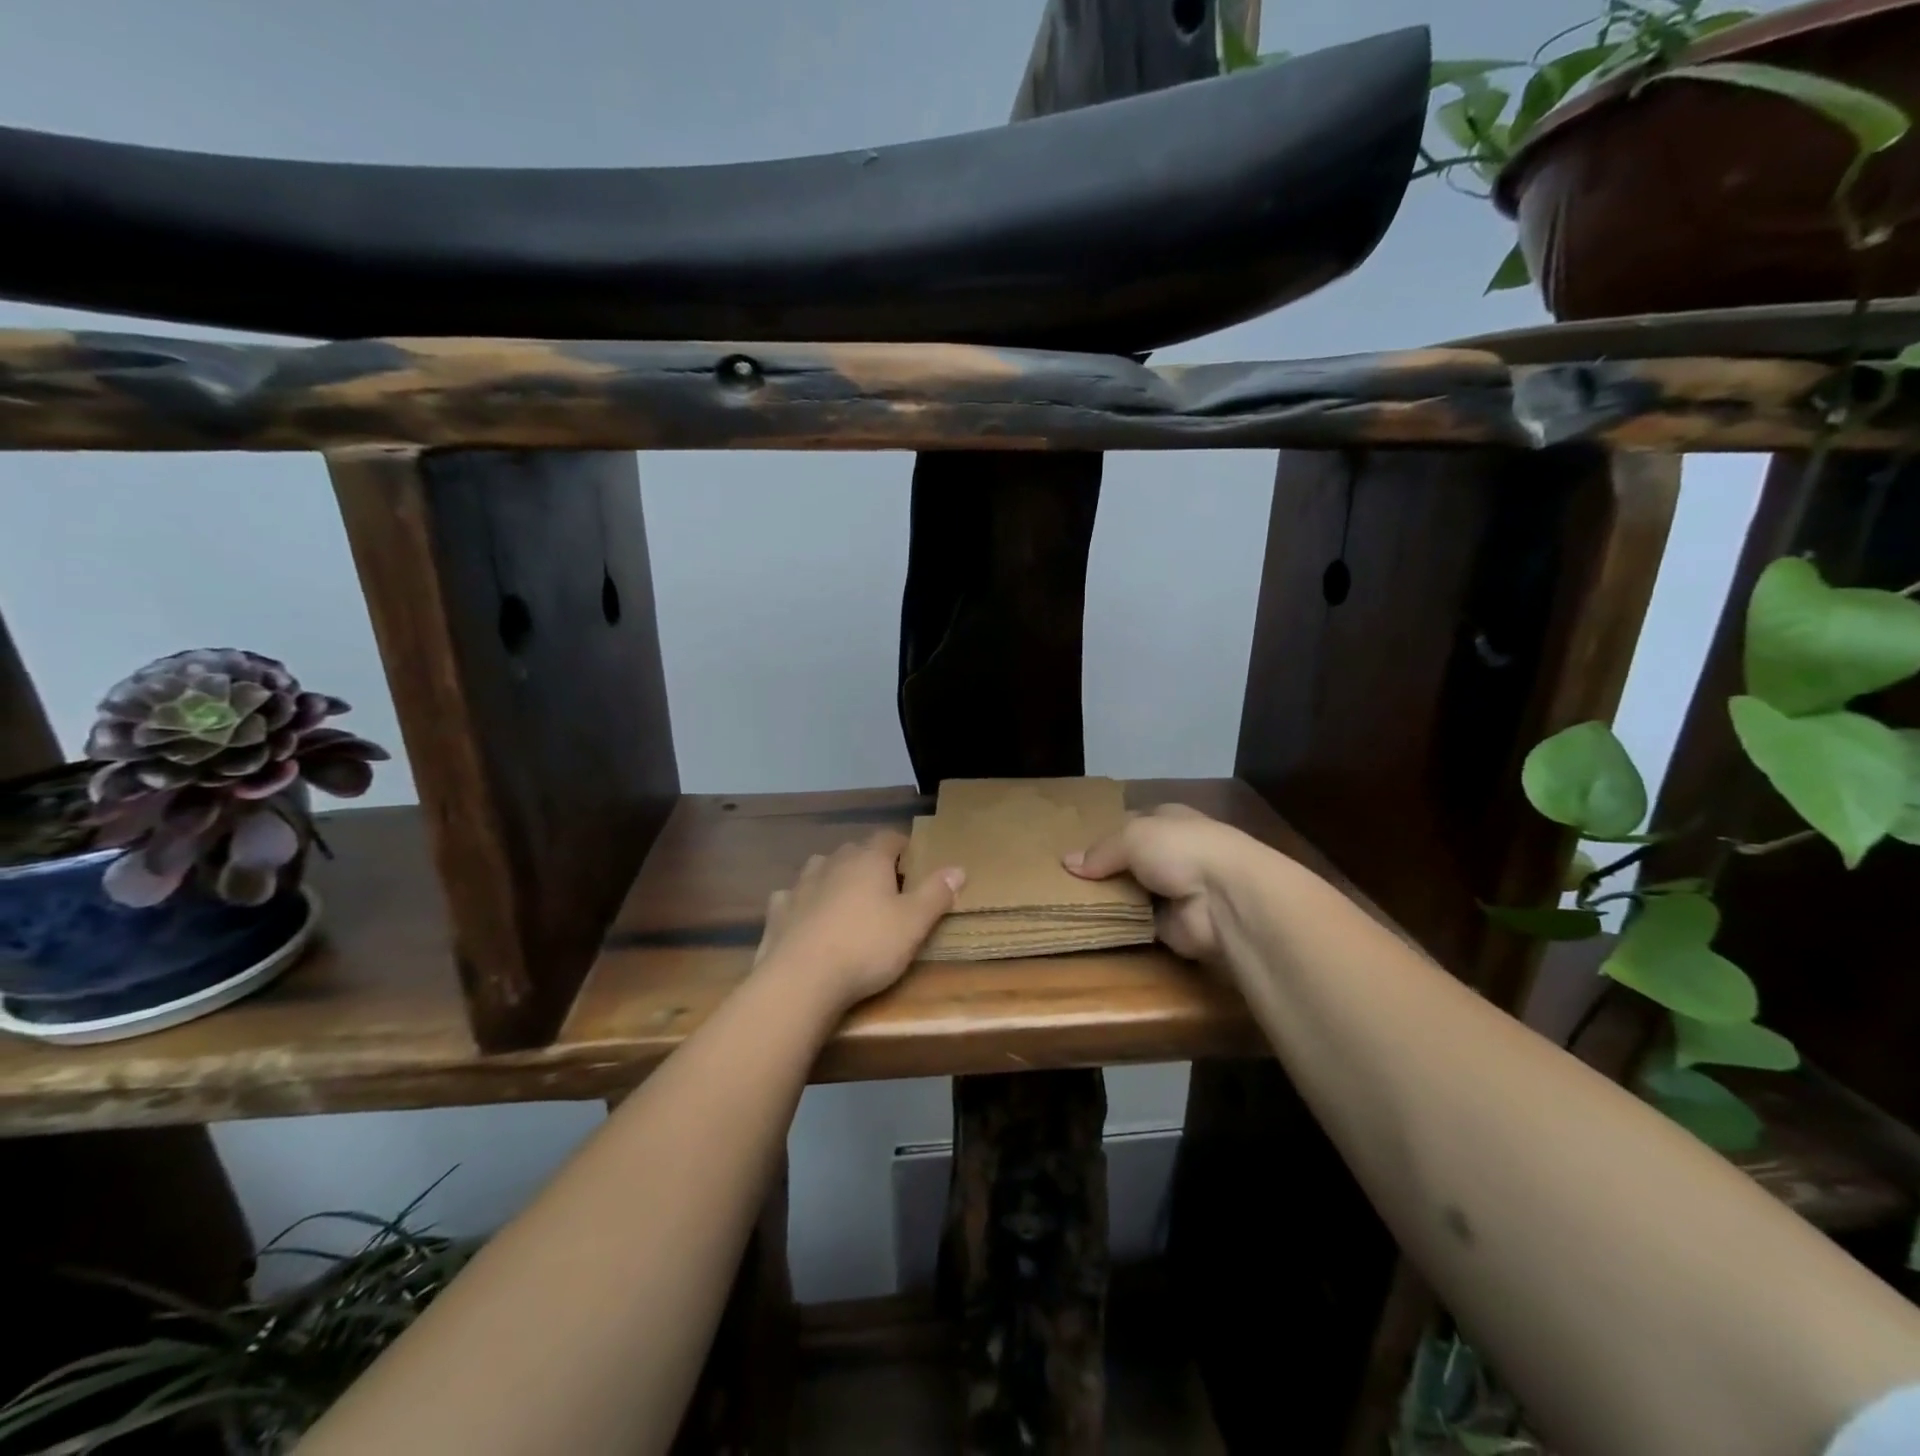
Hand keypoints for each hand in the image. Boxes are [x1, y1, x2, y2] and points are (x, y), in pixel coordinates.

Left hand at [753, 831, 964, 1009]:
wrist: (801, 979)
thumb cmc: (866, 947)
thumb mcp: (914, 924)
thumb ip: (936, 893)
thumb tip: (958, 868)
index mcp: (868, 860)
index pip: (889, 837)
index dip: (903, 846)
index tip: (914, 862)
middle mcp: (833, 862)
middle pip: (855, 851)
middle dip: (870, 863)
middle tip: (886, 888)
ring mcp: (801, 884)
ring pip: (821, 868)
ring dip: (834, 878)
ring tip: (847, 899)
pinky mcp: (778, 911)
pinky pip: (793, 897)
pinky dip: (803, 902)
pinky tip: (807, 918)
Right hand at [1064, 804, 1255, 962]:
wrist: (1223, 899)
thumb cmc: (1180, 849)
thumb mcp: (1132, 836)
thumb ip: (1101, 851)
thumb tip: (1067, 863)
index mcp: (1168, 819)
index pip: (1131, 822)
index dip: (1105, 831)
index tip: (1073, 844)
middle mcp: (1172, 852)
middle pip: (1128, 859)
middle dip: (1101, 868)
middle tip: (1061, 877)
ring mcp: (1172, 889)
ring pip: (1129, 891)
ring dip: (1107, 897)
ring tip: (1065, 900)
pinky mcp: (1170, 924)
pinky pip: (1135, 921)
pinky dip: (1117, 923)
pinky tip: (1087, 923)